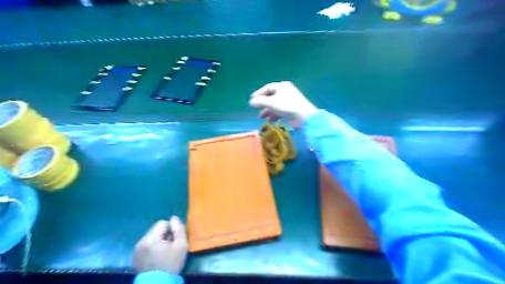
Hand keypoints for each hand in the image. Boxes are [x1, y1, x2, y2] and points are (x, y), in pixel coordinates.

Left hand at [133, 217, 187, 272]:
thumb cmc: (171, 264)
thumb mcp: (181, 245)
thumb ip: (179, 229)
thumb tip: (174, 218)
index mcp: (151, 238)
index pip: (162, 223)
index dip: (171, 229)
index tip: (174, 240)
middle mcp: (141, 242)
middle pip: (155, 229)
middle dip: (164, 235)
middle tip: (170, 246)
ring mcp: (136, 250)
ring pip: (151, 237)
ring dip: (158, 240)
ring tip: (163, 252)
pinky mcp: (134, 257)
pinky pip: (146, 245)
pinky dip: (152, 247)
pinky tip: (156, 257)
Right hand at [250, 81, 315, 127]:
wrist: (303, 117)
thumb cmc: (287, 106)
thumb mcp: (271, 102)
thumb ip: (260, 101)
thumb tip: (251, 102)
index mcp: (282, 86)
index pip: (267, 88)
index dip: (259, 93)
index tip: (252, 100)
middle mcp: (285, 92)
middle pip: (271, 97)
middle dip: (263, 104)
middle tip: (256, 109)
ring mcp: (288, 101)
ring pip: (275, 105)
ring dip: (267, 111)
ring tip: (260, 117)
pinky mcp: (291, 110)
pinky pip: (279, 111)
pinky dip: (274, 115)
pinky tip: (269, 121)